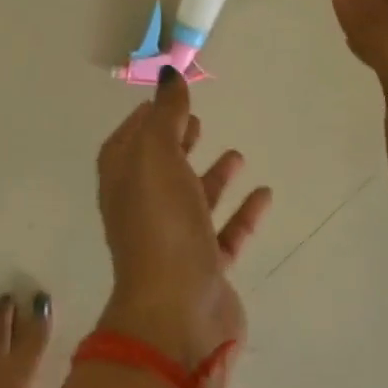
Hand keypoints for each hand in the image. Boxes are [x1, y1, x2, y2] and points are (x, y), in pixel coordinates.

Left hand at [96, 68, 271, 367]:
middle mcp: (143, 209)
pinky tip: (264, 193)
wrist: (177, 313)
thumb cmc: (160, 223)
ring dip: (212, 177)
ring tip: (236, 153)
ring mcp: (173, 241)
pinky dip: (241, 213)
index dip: (144, 118)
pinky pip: (225, 233)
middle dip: (177, 142)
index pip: (128, 141)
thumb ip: (166, 113)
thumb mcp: (157, 155)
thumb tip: (168, 74)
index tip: (167, 97)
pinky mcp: (204, 269)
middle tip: (198, 119)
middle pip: (159, 168)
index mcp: (123, 181)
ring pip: (192, 200)